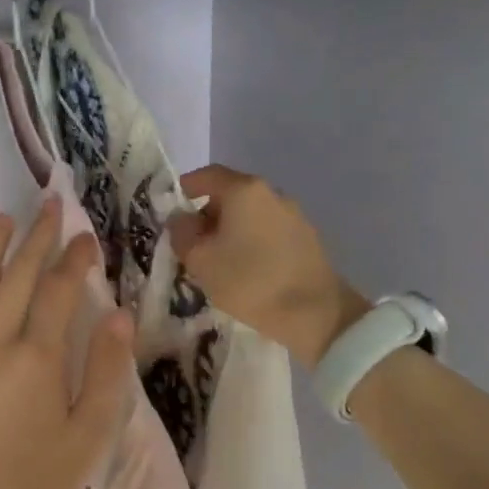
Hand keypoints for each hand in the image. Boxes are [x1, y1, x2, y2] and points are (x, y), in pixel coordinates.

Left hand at [0, 200, 134, 488]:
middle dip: (35, 238)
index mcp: (37, 357)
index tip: (87, 236)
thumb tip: (119, 316)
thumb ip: (105, 371)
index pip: (58, 290)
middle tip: (47, 207)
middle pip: (15, 276)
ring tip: (1, 221)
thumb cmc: (35, 482)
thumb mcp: (88, 434)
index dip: (74, 259)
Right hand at [167, 165, 368, 369]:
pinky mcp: (307, 238)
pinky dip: (251, 241)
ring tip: (219, 260)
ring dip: (231, 229)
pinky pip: (268, 230)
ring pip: (250, 214)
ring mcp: (293, 215)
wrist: (314, 313)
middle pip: (230, 194)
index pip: (207, 175)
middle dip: (207, 213)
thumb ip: (182, 233)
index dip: (186, 188)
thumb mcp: (200, 260)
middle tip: (193, 242)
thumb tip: (182, 220)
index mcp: (244, 190)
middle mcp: (271, 193)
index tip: (173, 207)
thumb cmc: (249, 281)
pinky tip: (247, 268)